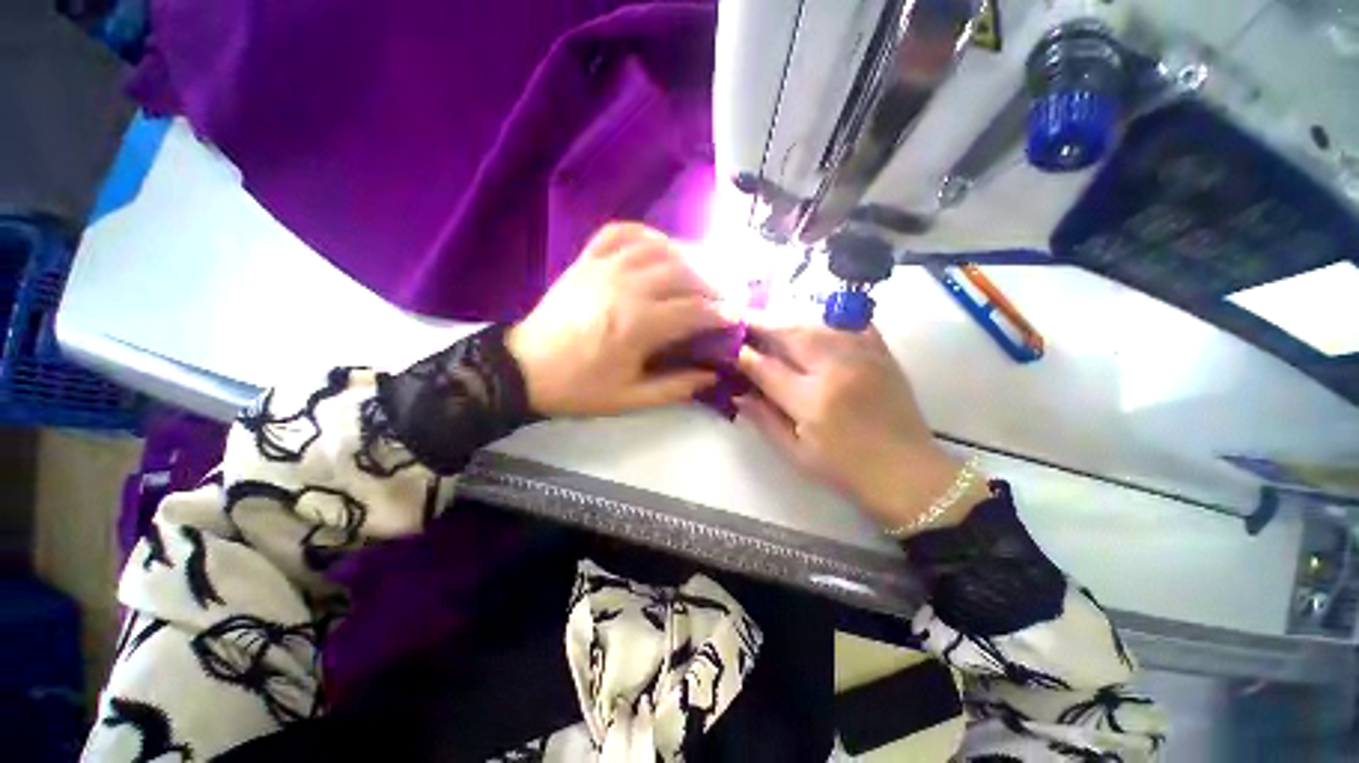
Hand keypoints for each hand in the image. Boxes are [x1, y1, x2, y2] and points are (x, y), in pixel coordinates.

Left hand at [506, 223, 729, 416]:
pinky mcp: (587, 260)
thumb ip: (676, 387)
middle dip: (709, 284)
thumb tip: (712, 374)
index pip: (692, 310)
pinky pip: (621, 232)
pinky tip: (659, 246)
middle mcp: (625, 288)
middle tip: (720, 298)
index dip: (719, 313)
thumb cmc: (580, 387)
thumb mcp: (631, 398)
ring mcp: (604, 268)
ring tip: (697, 274)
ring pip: (658, 248)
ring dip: (686, 258)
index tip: (734, 317)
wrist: (525, 369)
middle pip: (681, 273)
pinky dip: (646, 234)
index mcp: (637, 325)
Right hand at [735, 317, 987, 532]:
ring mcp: (863, 357)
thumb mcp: (795, 453)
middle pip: (791, 334)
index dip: (743, 355)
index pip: (766, 368)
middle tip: (743, 320)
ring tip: (770, 320)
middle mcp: (835, 371)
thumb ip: (763, 419)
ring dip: (788, 318)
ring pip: (817, 323)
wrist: (906, 472)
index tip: (728, 348)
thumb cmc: (844, 469)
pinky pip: (852, 322)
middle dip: (762, 324)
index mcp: (811, 401)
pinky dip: (828, 318)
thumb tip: (737, 392)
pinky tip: (814, 320)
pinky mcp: (882, 353)